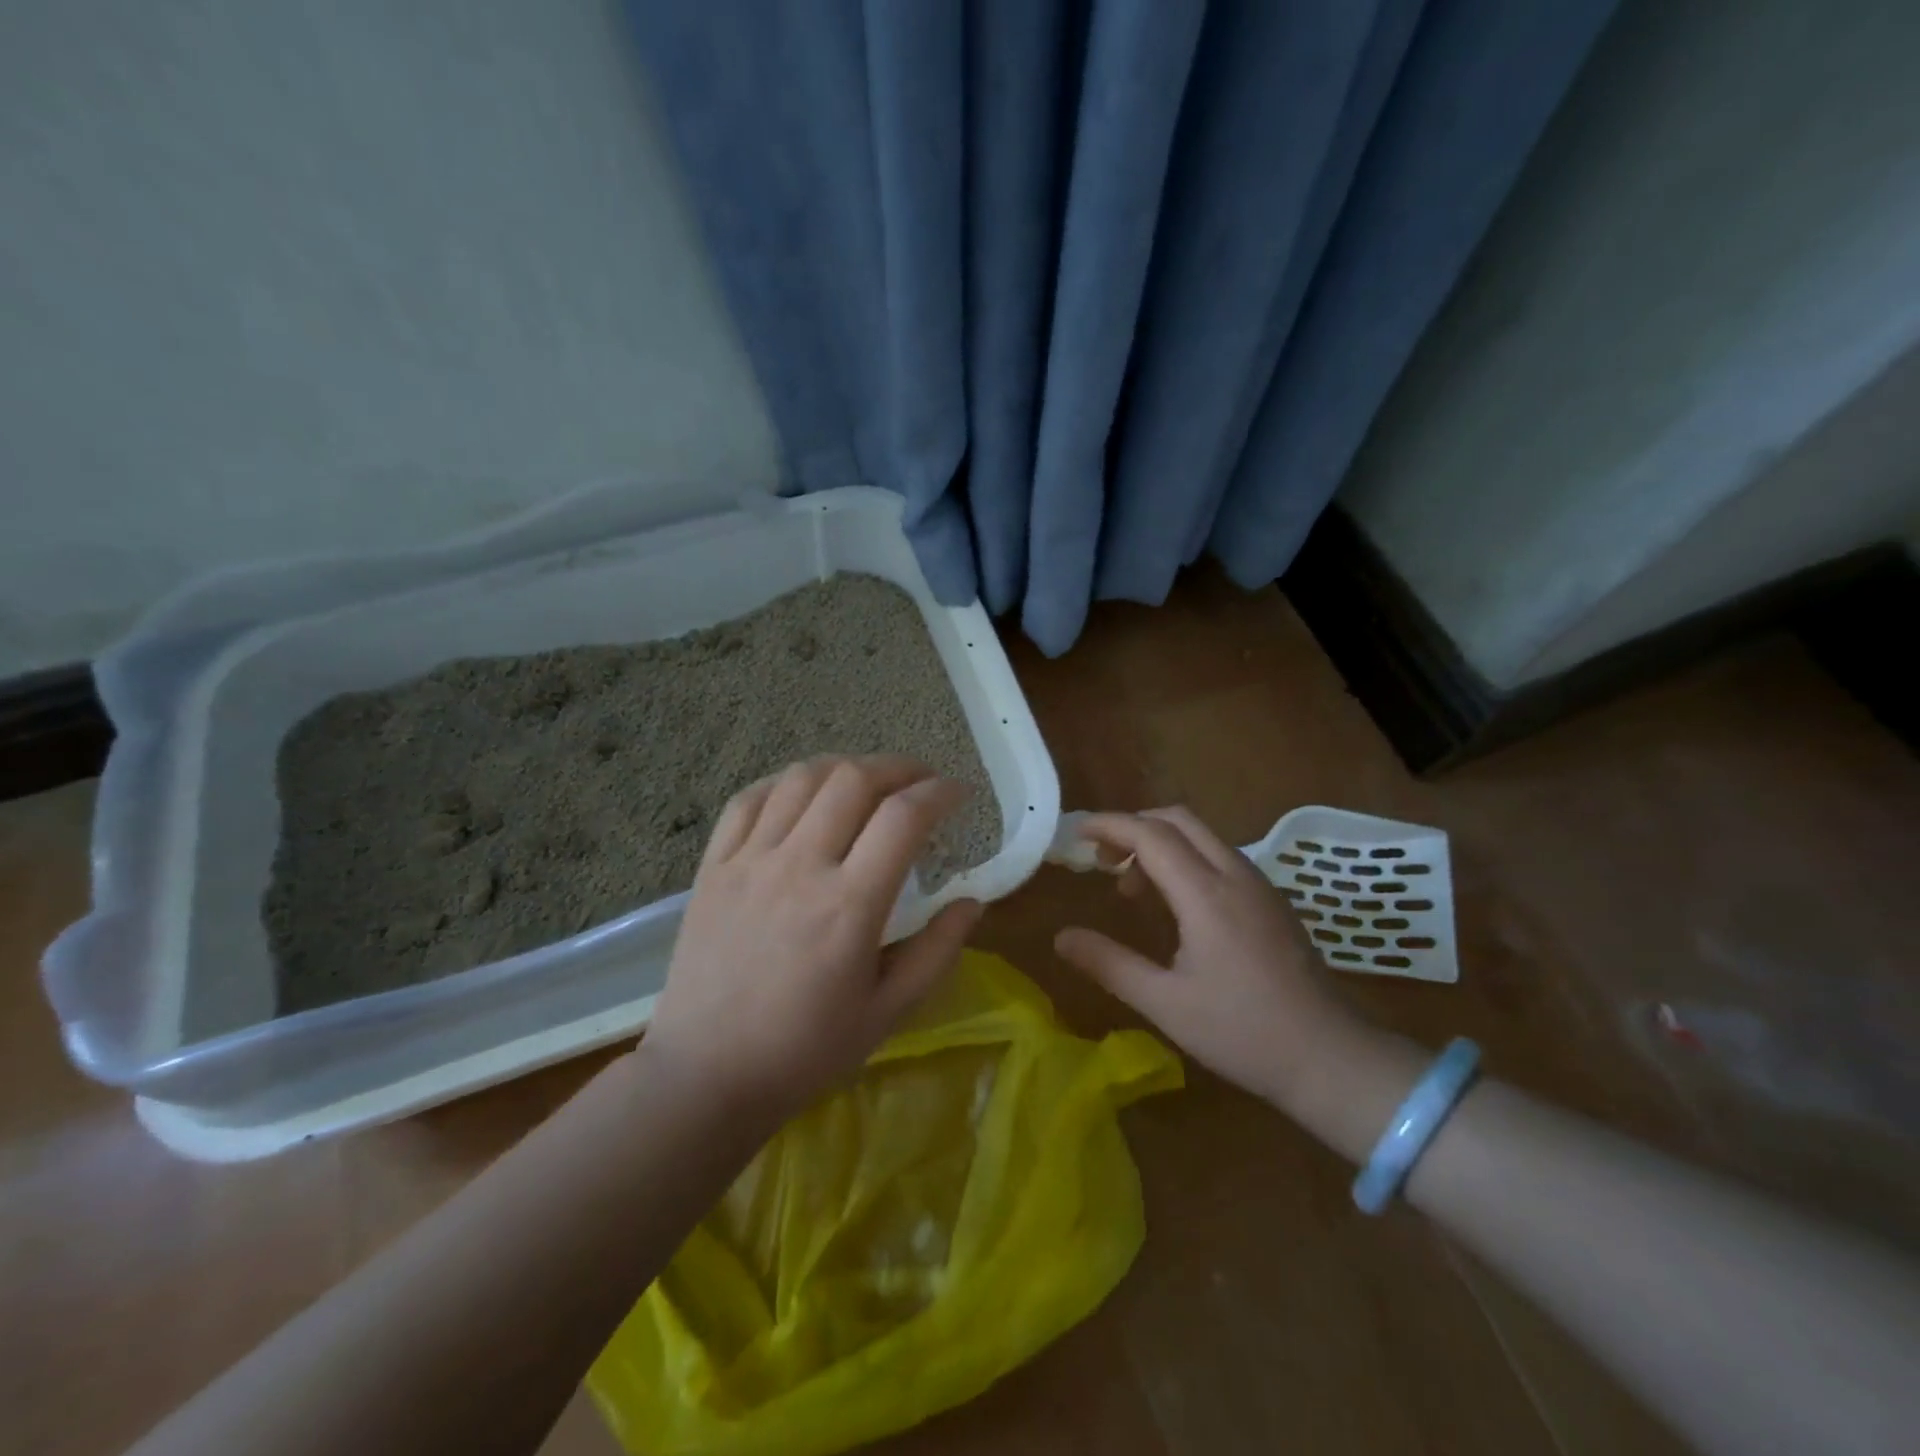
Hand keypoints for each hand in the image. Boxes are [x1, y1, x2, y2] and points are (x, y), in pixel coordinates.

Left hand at [644, 755, 981, 1122]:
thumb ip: (937, 951)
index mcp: (849, 906)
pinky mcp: (714, 867)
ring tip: (868, 783)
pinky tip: (804, 794)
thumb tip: (974, 901)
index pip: (904, 817)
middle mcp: (800, 867)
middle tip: (921, 781)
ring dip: (845, 767)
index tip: (959, 793)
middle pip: (854, 779)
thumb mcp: (889, 1011)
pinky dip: (785, 783)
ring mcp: (750, 861)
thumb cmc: (806, 1050)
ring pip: (802, 778)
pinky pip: (749, 800)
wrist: (706, 1074)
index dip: (940, 792)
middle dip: (899, 767)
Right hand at [1054, 808, 1363, 1107]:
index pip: (1150, 834)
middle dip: (1133, 826)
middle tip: (1102, 859)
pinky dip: (1186, 859)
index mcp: (1206, 894)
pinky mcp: (1273, 901)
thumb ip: (1109, 964)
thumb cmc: (1243, 1033)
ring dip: (1160, 843)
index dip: (1109, 825)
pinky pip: (1220, 857)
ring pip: (1202, 836)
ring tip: (1132, 885)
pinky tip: (1176, 904)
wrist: (1332, 1059)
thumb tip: (1061, 938)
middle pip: (1178, 820)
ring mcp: (1260, 885)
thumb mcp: (1165, 1004)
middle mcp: (1235, 875)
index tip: (1076, 834)